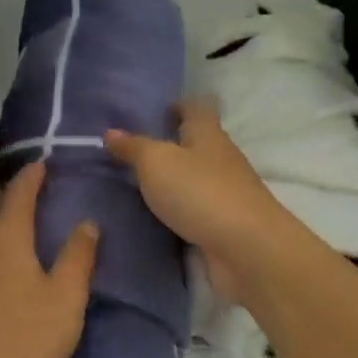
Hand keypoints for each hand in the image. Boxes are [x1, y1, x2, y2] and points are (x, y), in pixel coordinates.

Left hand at [0, 163, 98, 357]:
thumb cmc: (26, 337)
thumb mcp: (66, 298)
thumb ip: (78, 257)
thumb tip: (86, 223)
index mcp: (7, 238)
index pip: (18, 194)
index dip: (30, 177)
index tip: (41, 164)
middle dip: (2, 188)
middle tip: (22, 184)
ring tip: (6, 212)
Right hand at [104, 101, 302, 303]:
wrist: (247, 251)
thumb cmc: (199, 191)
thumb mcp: (155, 161)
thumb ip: (132, 147)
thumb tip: (110, 132)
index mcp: (207, 134)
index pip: (196, 108)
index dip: (177, 105)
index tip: (154, 112)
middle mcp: (220, 158)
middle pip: (195, 144)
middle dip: (168, 145)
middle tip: (130, 151)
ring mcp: (225, 193)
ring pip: (193, 178)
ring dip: (171, 180)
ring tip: (133, 184)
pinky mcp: (223, 225)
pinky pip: (194, 210)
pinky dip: (176, 210)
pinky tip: (152, 216)